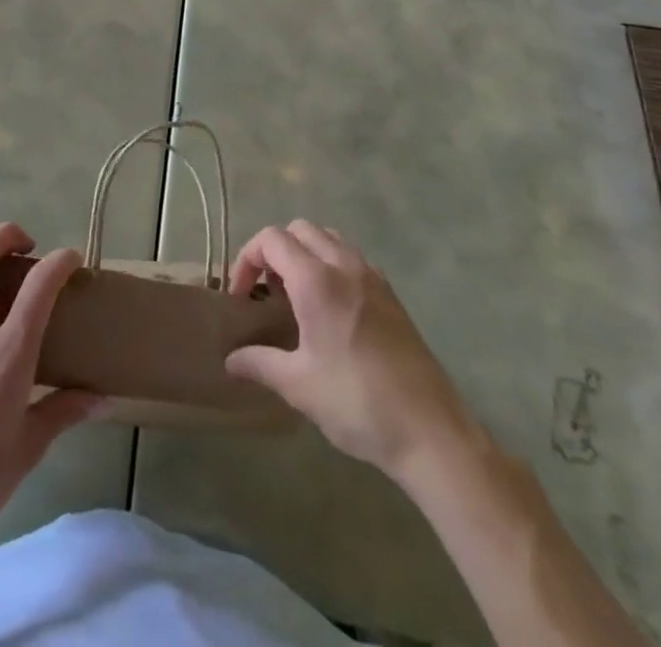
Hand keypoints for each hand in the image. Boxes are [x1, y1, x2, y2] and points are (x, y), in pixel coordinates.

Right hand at [224, 220, 475, 480]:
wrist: (430, 431)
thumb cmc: (357, 403)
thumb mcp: (298, 386)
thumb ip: (260, 363)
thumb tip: (230, 360)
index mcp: (316, 280)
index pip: (271, 239)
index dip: (248, 258)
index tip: (242, 296)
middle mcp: (344, 265)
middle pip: (300, 230)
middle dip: (275, 251)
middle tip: (266, 291)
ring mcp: (372, 277)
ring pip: (328, 239)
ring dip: (304, 254)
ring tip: (296, 297)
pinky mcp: (391, 294)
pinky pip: (351, 259)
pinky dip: (331, 265)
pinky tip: (331, 310)